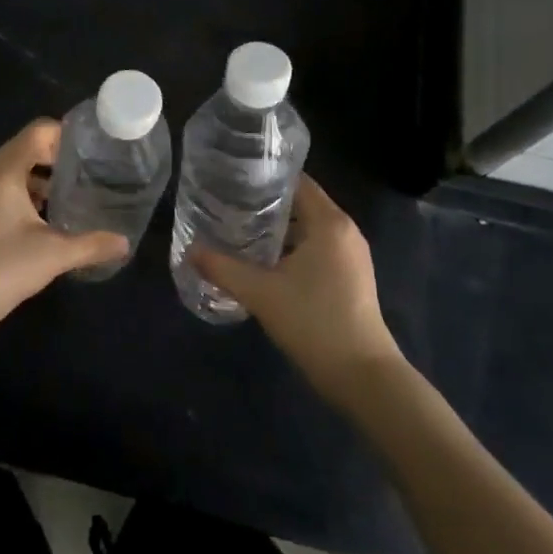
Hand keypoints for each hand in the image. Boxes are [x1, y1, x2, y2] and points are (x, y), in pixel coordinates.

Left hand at [0, 120, 128, 340]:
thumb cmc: (2, 269)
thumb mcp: (54, 255)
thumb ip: (92, 244)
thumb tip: (125, 243)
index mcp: (3, 170)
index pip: (38, 131)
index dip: (66, 135)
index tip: (91, 153)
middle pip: (25, 148)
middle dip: (56, 159)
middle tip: (86, 176)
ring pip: (11, 169)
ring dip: (38, 178)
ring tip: (67, 198)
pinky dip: (20, 193)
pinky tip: (39, 220)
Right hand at [191, 176, 402, 407]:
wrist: (362, 376)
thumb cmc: (313, 322)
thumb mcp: (260, 293)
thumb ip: (222, 268)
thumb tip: (190, 251)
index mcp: (329, 222)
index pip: (296, 181)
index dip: (265, 177)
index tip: (233, 177)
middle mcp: (345, 230)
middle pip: (302, 202)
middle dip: (266, 203)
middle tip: (228, 202)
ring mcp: (352, 255)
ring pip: (309, 228)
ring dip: (279, 227)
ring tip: (240, 228)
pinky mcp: (352, 277)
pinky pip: (318, 247)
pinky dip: (293, 246)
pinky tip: (265, 260)